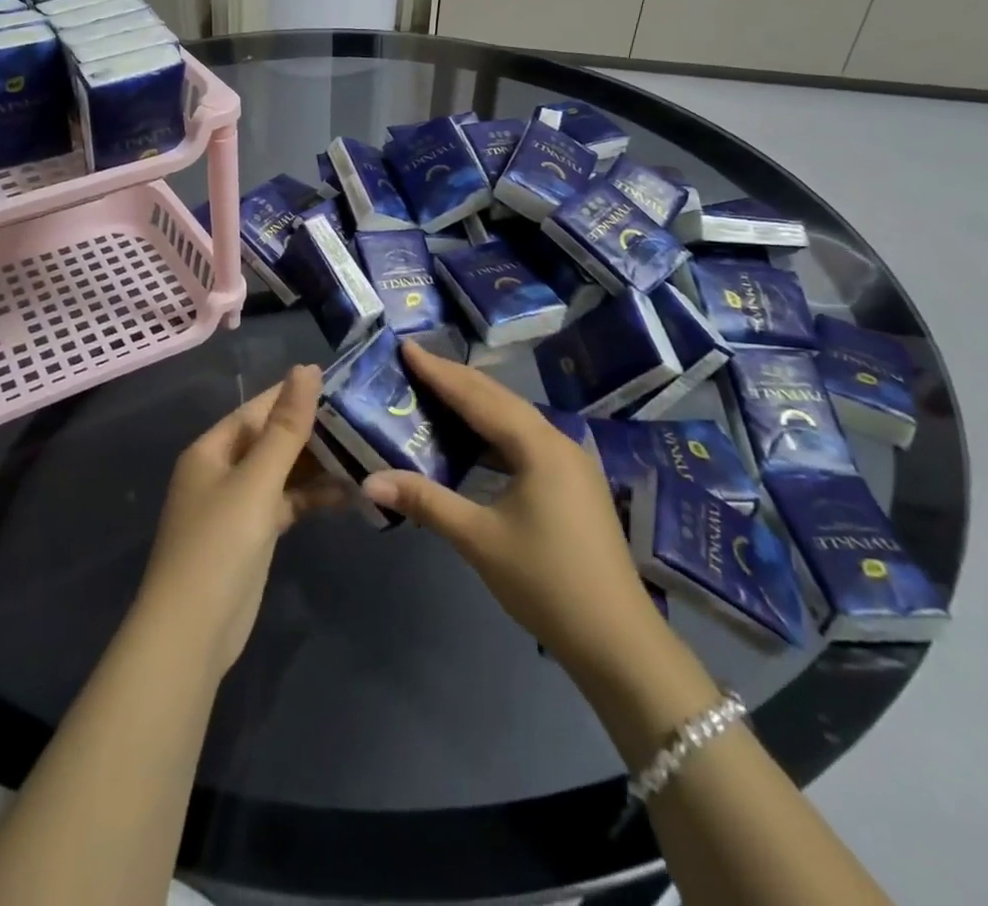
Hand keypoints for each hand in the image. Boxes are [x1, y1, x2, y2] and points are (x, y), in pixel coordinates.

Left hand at [136, 366, 342, 675]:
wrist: (193, 633)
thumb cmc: (219, 543)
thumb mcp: (256, 480)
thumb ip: (285, 427)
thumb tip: (307, 369)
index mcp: (212, 449)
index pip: (257, 409)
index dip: (294, 394)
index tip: (339, 381)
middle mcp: (222, 471)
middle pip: (271, 439)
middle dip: (312, 430)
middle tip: (362, 416)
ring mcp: (237, 505)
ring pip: (282, 472)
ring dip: (317, 465)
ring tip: (365, 451)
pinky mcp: (253, 535)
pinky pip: (286, 502)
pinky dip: (312, 497)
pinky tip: (348, 493)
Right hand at [362, 342, 660, 673]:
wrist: (618, 641)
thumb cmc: (545, 583)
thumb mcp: (479, 540)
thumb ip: (425, 501)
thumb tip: (369, 481)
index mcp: (538, 446)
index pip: (477, 397)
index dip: (439, 372)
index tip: (407, 346)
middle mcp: (558, 441)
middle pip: (499, 399)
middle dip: (456, 378)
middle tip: (416, 361)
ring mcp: (571, 462)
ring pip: (515, 418)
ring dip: (476, 403)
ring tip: (437, 390)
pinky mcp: (574, 483)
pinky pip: (526, 440)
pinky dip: (494, 431)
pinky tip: (474, 440)